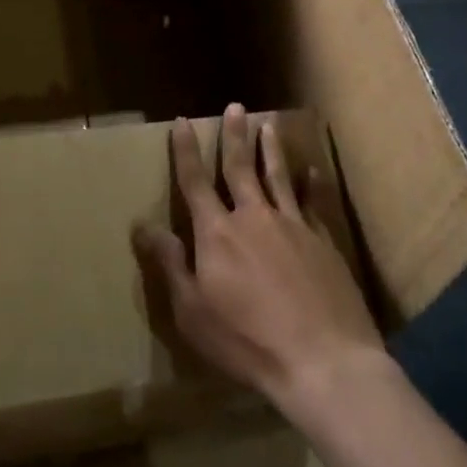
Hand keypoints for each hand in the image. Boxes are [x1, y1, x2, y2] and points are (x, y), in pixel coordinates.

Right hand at [134, 103, 385, 420]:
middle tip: (235, 106)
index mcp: (217, 233)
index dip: (186, 151)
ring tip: (267, 125)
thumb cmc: (247, 341)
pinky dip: (312, 183)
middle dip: (234, 136)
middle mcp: (254, 217)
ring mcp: (293, 226)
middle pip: (240, 167)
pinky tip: (313, 170)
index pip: (195, 181)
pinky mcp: (323, 241)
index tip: (183, 122)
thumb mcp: (193, 311)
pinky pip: (314, 202)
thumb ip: (170, 264)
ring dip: (270, 149)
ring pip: (278, 176)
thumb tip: (143, 225)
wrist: (323, 360)